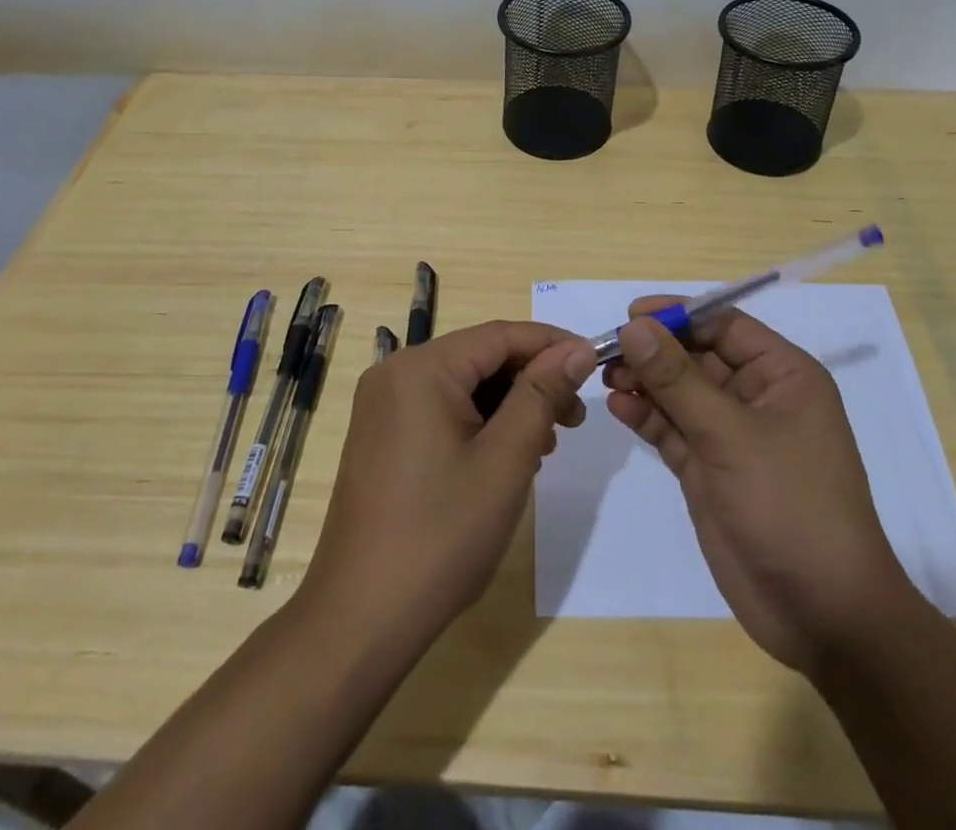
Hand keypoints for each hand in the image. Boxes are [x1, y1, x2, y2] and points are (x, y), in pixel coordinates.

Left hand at [304, 322, 597, 650]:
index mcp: (421, 368)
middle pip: (480, 357)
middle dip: (532, 380)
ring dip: (509, 405)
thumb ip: (542, 394)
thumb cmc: (441, 535)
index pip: (500, 335)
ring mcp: (383, 406)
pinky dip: (479, 422)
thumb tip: (577, 349)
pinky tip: (507, 457)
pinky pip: (441, 408)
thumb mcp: (506, 460)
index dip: (552, 344)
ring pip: (463, 384)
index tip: (595, 363)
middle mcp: (395, 373)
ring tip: (546, 445)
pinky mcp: (381, 435)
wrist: (360, 619)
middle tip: (574, 419)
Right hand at [605, 300, 912, 672]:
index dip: (678, 315)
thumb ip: (677, 379)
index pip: (724, 325)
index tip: (630, 316)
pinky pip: (673, 429)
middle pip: (697, 356)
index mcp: (783, 375)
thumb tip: (634, 326)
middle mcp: (758, 397)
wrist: (822, 614)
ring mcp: (732, 436)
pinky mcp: (710, 469)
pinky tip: (618, 407)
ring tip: (606, 377)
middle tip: (607, 351)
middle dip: (654, 351)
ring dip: (645, 382)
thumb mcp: (731, 435)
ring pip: (680, 392)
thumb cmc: (790, 505)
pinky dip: (647, 416)